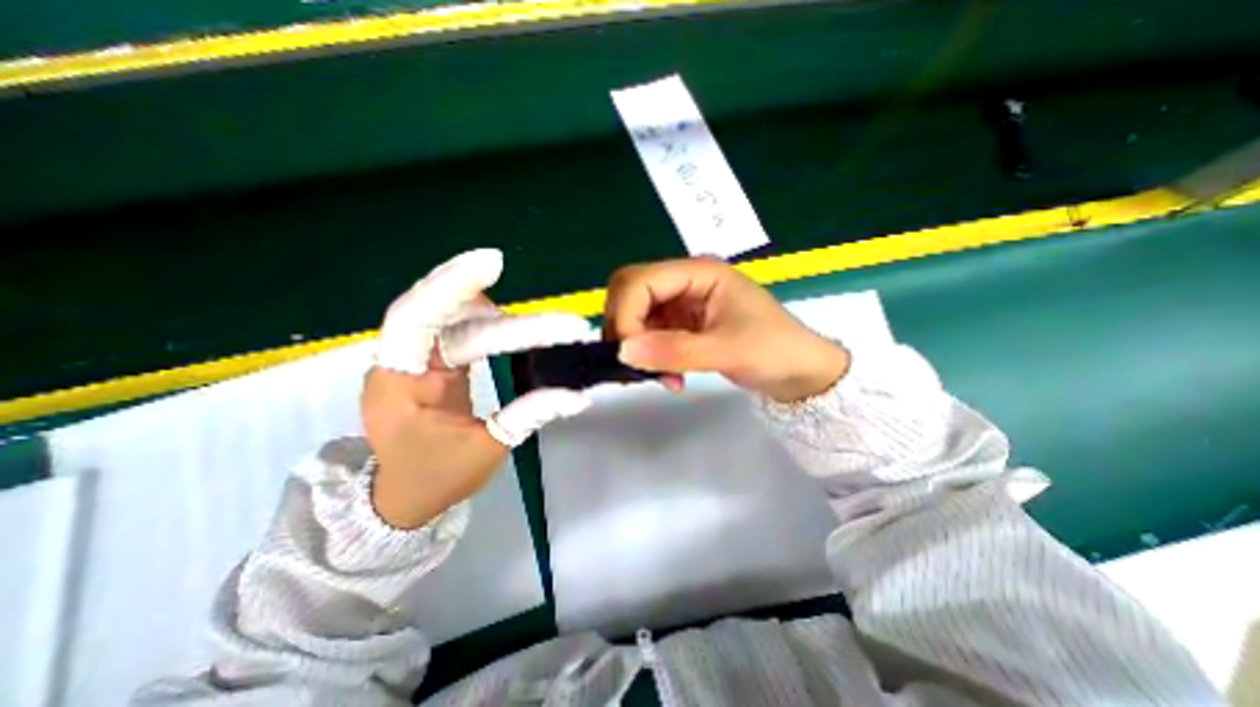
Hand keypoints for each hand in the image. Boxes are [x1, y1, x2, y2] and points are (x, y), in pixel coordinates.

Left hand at [365, 251, 596, 526]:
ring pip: (456, 318)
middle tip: (557, 320)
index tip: (494, 262)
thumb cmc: (438, 478)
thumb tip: (579, 396)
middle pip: (448, 315)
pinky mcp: (434, 361)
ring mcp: (418, 358)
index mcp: (400, 383)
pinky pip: (461, 329)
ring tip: (545, 331)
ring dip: (499, 316)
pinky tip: (515, 327)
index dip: (451, 285)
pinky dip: (490, 322)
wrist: (405, 497)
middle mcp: (402, 361)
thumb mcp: (488, 450)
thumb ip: (530, 414)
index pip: (416, 319)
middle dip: (503, 311)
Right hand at [605, 256, 849, 403]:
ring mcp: (681, 303)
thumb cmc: (775, 350)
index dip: (625, 315)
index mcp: (698, 272)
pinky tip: (668, 377)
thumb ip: (674, 350)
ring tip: (661, 378)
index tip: (629, 354)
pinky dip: (648, 356)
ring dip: (637, 347)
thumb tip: (622, 351)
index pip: (639, 281)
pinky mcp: (681, 324)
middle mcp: (685, 281)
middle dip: (624, 328)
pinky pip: (648, 334)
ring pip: (635, 315)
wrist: (800, 372)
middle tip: (634, 363)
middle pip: (629, 291)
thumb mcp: (727, 350)